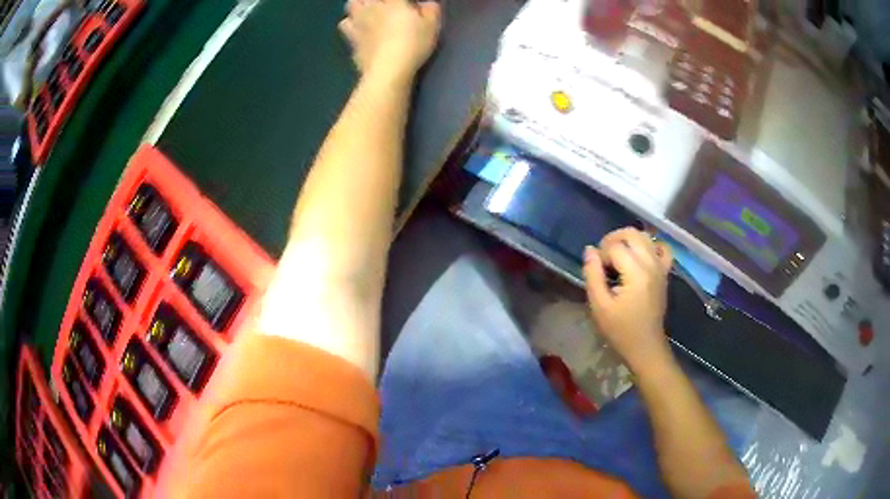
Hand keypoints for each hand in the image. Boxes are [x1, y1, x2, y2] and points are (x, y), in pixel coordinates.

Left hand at [339, 0, 441, 79]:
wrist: (388, 70)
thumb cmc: (413, 44)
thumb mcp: (432, 26)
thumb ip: (431, 10)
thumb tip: (428, 4)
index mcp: (393, 2)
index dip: (398, 1)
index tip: (404, 5)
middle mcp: (372, 7)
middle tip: (381, 6)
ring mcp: (359, 22)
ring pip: (351, 4)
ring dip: (358, 6)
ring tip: (366, 13)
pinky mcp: (351, 38)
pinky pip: (344, 24)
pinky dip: (350, 24)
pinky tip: (357, 29)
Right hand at [583, 228, 673, 372]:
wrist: (645, 347)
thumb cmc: (620, 330)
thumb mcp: (599, 306)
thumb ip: (593, 275)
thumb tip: (589, 250)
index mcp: (636, 272)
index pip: (614, 247)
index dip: (600, 255)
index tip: (595, 273)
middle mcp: (652, 264)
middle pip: (632, 234)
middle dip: (613, 239)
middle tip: (603, 258)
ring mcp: (661, 267)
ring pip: (646, 237)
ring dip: (629, 241)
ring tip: (617, 257)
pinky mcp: (665, 273)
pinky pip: (662, 249)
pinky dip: (651, 246)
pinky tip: (640, 256)